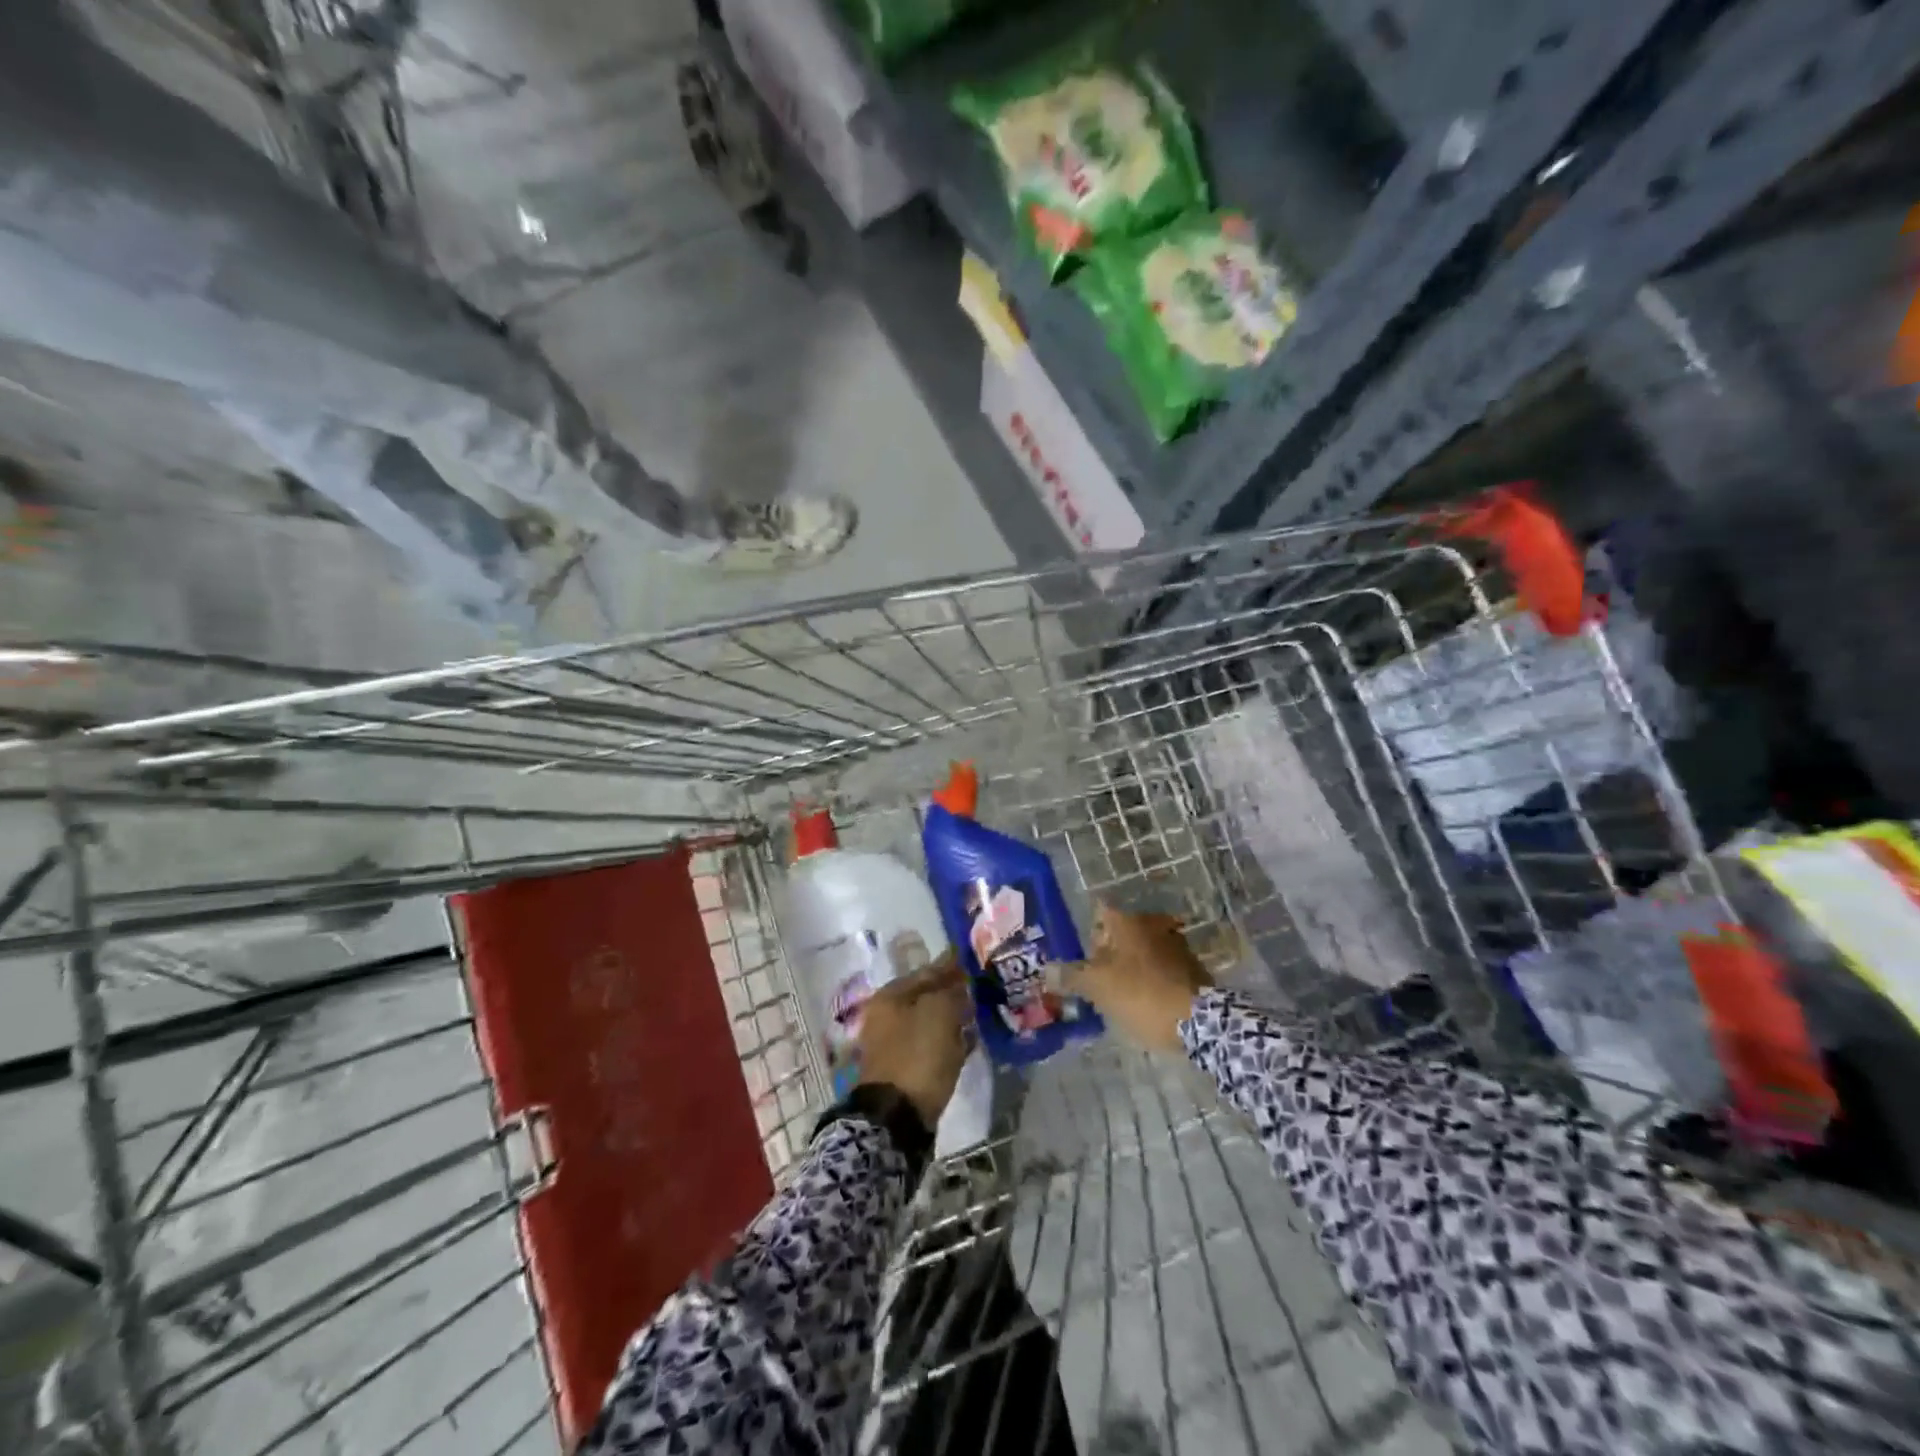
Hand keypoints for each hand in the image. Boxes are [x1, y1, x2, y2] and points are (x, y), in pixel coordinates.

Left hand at [855, 957, 971, 1127]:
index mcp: (890, 996)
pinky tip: (968, 1041)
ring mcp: (893, 1044)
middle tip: (978, 990)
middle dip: (951, 993)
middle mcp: (887, 1016)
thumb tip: (959, 985)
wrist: (897, 1116)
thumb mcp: (940, 1013)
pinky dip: (948, 1041)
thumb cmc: (918, 1055)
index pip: (926, 972)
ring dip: (951, 1018)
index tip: (971, 961)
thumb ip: (952, 991)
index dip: (950, 966)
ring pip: (929, 1021)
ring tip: (976, 1015)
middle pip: (926, 997)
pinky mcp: (904, 1068)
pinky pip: (930, 1045)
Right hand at [1064, 903, 1210, 1051]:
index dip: (1087, 932)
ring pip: (1142, 949)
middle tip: (1095, 977)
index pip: (1100, 912)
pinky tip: (1144, 1000)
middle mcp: (1152, 924)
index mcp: (1128, 922)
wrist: (1200, 1021)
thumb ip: (1071, 976)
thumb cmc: (1141, 994)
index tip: (1080, 954)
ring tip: (1118, 992)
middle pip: (1121, 932)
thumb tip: (1046, 970)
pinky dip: (1151, 977)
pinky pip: (1161, 967)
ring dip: (1130, 965)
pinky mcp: (1193, 967)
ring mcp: (1176, 944)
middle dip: (1108, 951)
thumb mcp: (1098, 988)